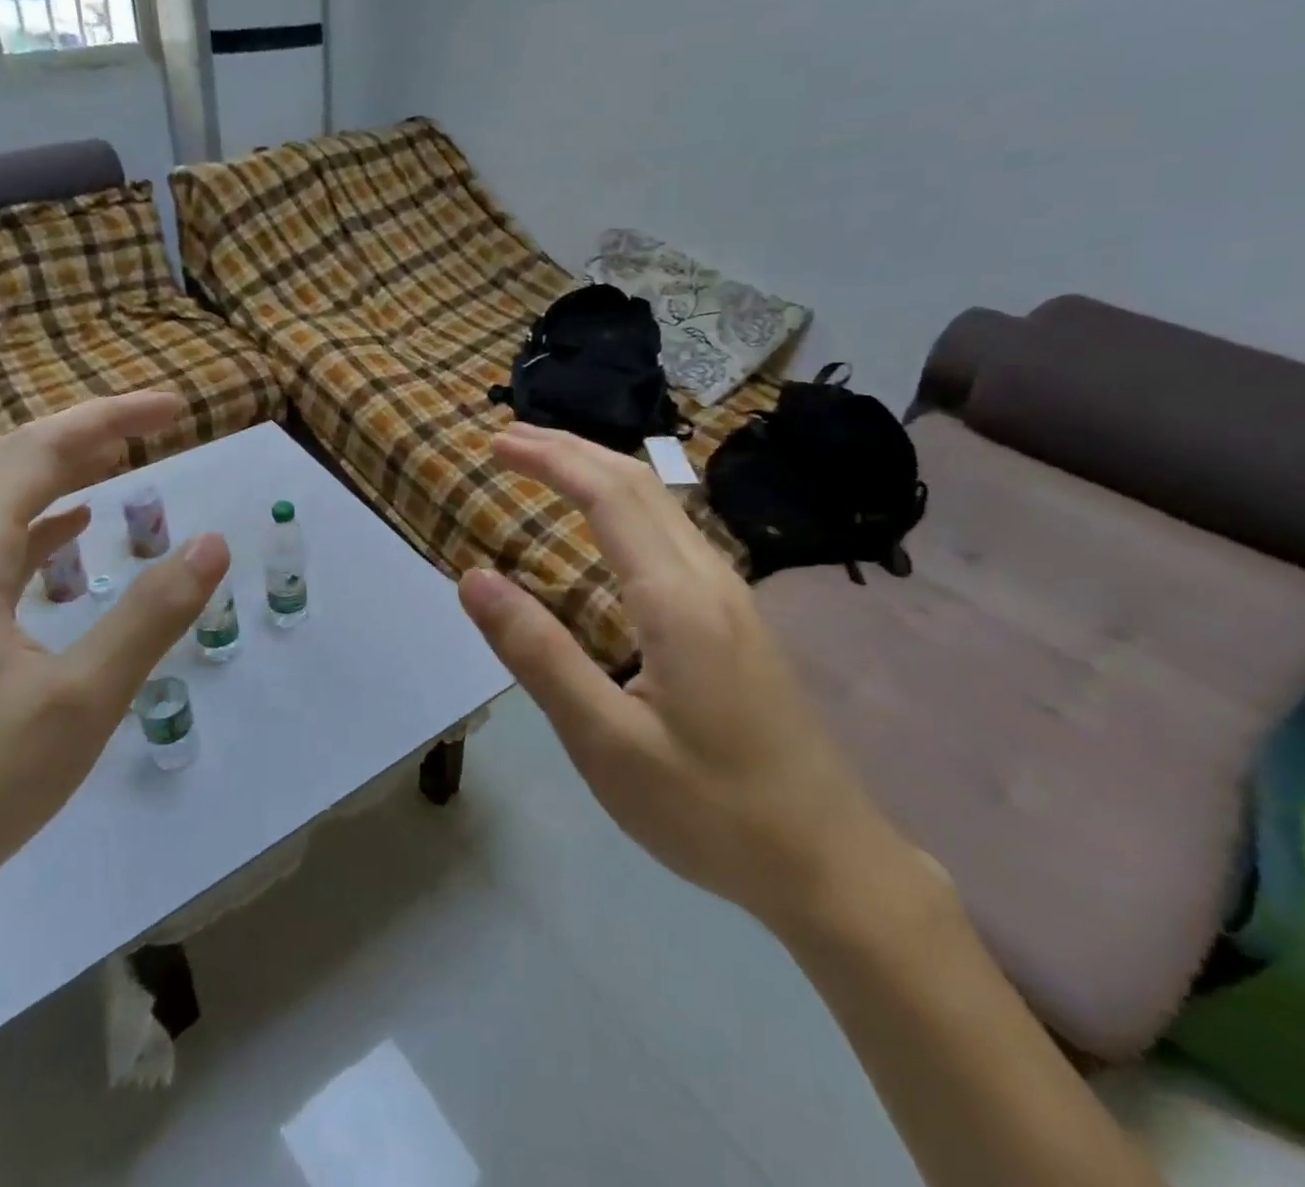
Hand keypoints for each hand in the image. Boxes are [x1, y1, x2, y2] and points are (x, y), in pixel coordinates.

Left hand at [0, 393, 229, 943]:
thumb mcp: (81, 700)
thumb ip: (150, 615)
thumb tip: (214, 544)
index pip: (40, 450)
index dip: (109, 418)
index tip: (174, 409)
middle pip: (17, 465)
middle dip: (92, 435)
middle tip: (160, 424)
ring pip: (5, 506)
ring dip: (67, 474)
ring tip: (125, 461)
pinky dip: (44, 525)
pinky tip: (72, 533)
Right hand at [458, 423, 911, 933]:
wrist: (831, 863)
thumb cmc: (709, 809)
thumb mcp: (605, 742)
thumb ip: (538, 654)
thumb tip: (474, 578)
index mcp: (676, 600)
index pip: (607, 495)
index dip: (549, 459)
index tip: (495, 444)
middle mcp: (710, 578)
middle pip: (639, 482)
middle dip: (570, 449)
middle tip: (508, 440)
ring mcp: (733, 596)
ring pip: (662, 503)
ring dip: (599, 470)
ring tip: (546, 467)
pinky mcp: (738, 619)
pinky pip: (673, 533)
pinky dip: (624, 504)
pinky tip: (606, 528)